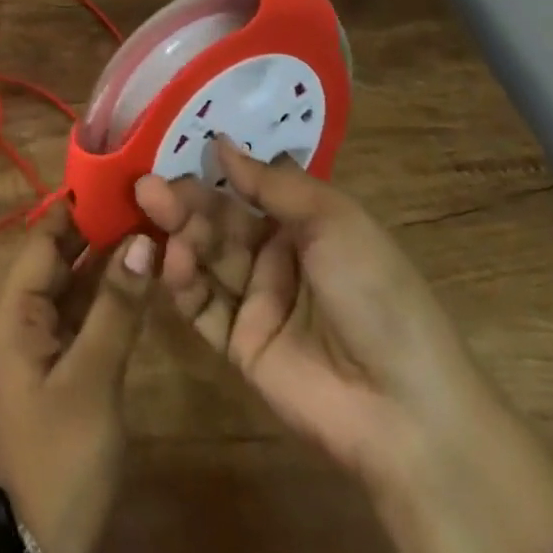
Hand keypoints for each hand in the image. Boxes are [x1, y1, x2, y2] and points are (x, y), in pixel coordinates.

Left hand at [0, 204, 154, 552]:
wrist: (43, 550)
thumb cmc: (59, 455)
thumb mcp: (91, 379)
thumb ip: (116, 308)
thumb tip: (141, 240)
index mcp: (17, 311)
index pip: (45, 239)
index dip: (77, 206)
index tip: (117, 175)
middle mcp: (27, 315)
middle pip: (62, 257)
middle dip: (98, 227)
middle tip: (145, 194)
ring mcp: (47, 341)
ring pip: (78, 283)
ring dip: (109, 257)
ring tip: (152, 221)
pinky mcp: (68, 365)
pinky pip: (88, 313)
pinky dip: (113, 293)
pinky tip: (145, 275)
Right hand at [136, 142, 552, 552]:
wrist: (405, 410)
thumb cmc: (376, 293)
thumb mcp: (333, 220)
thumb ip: (272, 183)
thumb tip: (220, 142)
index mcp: (306, 224)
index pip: (249, 187)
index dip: (215, 169)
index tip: (175, 146)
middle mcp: (277, 257)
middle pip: (220, 221)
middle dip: (186, 200)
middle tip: (147, 183)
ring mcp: (257, 301)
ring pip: (206, 257)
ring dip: (178, 232)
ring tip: (151, 209)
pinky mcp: (238, 344)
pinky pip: (202, 305)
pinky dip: (182, 281)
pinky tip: (171, 260)